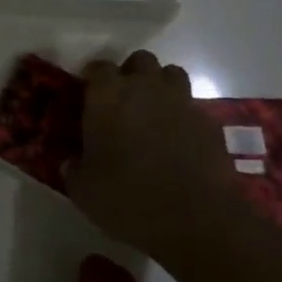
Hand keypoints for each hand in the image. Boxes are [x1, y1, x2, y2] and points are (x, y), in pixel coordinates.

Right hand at [64, 51, 243, 255]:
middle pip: (140, 60)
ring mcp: (181, 102)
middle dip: (131, 74)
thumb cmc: (129, 199)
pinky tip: (179, 140)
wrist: (196, 221)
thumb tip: (71, 163)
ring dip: (161, 86)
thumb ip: (74, 169)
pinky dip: (184, 116)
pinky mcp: (210, 123)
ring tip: (154, 112)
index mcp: (108, 96)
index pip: (98, 67)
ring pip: (171, 75)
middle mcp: (145, 88)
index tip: (88, 93)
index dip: (93, 77)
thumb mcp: (84, 191)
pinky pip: (193, 107)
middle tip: (123, 100)